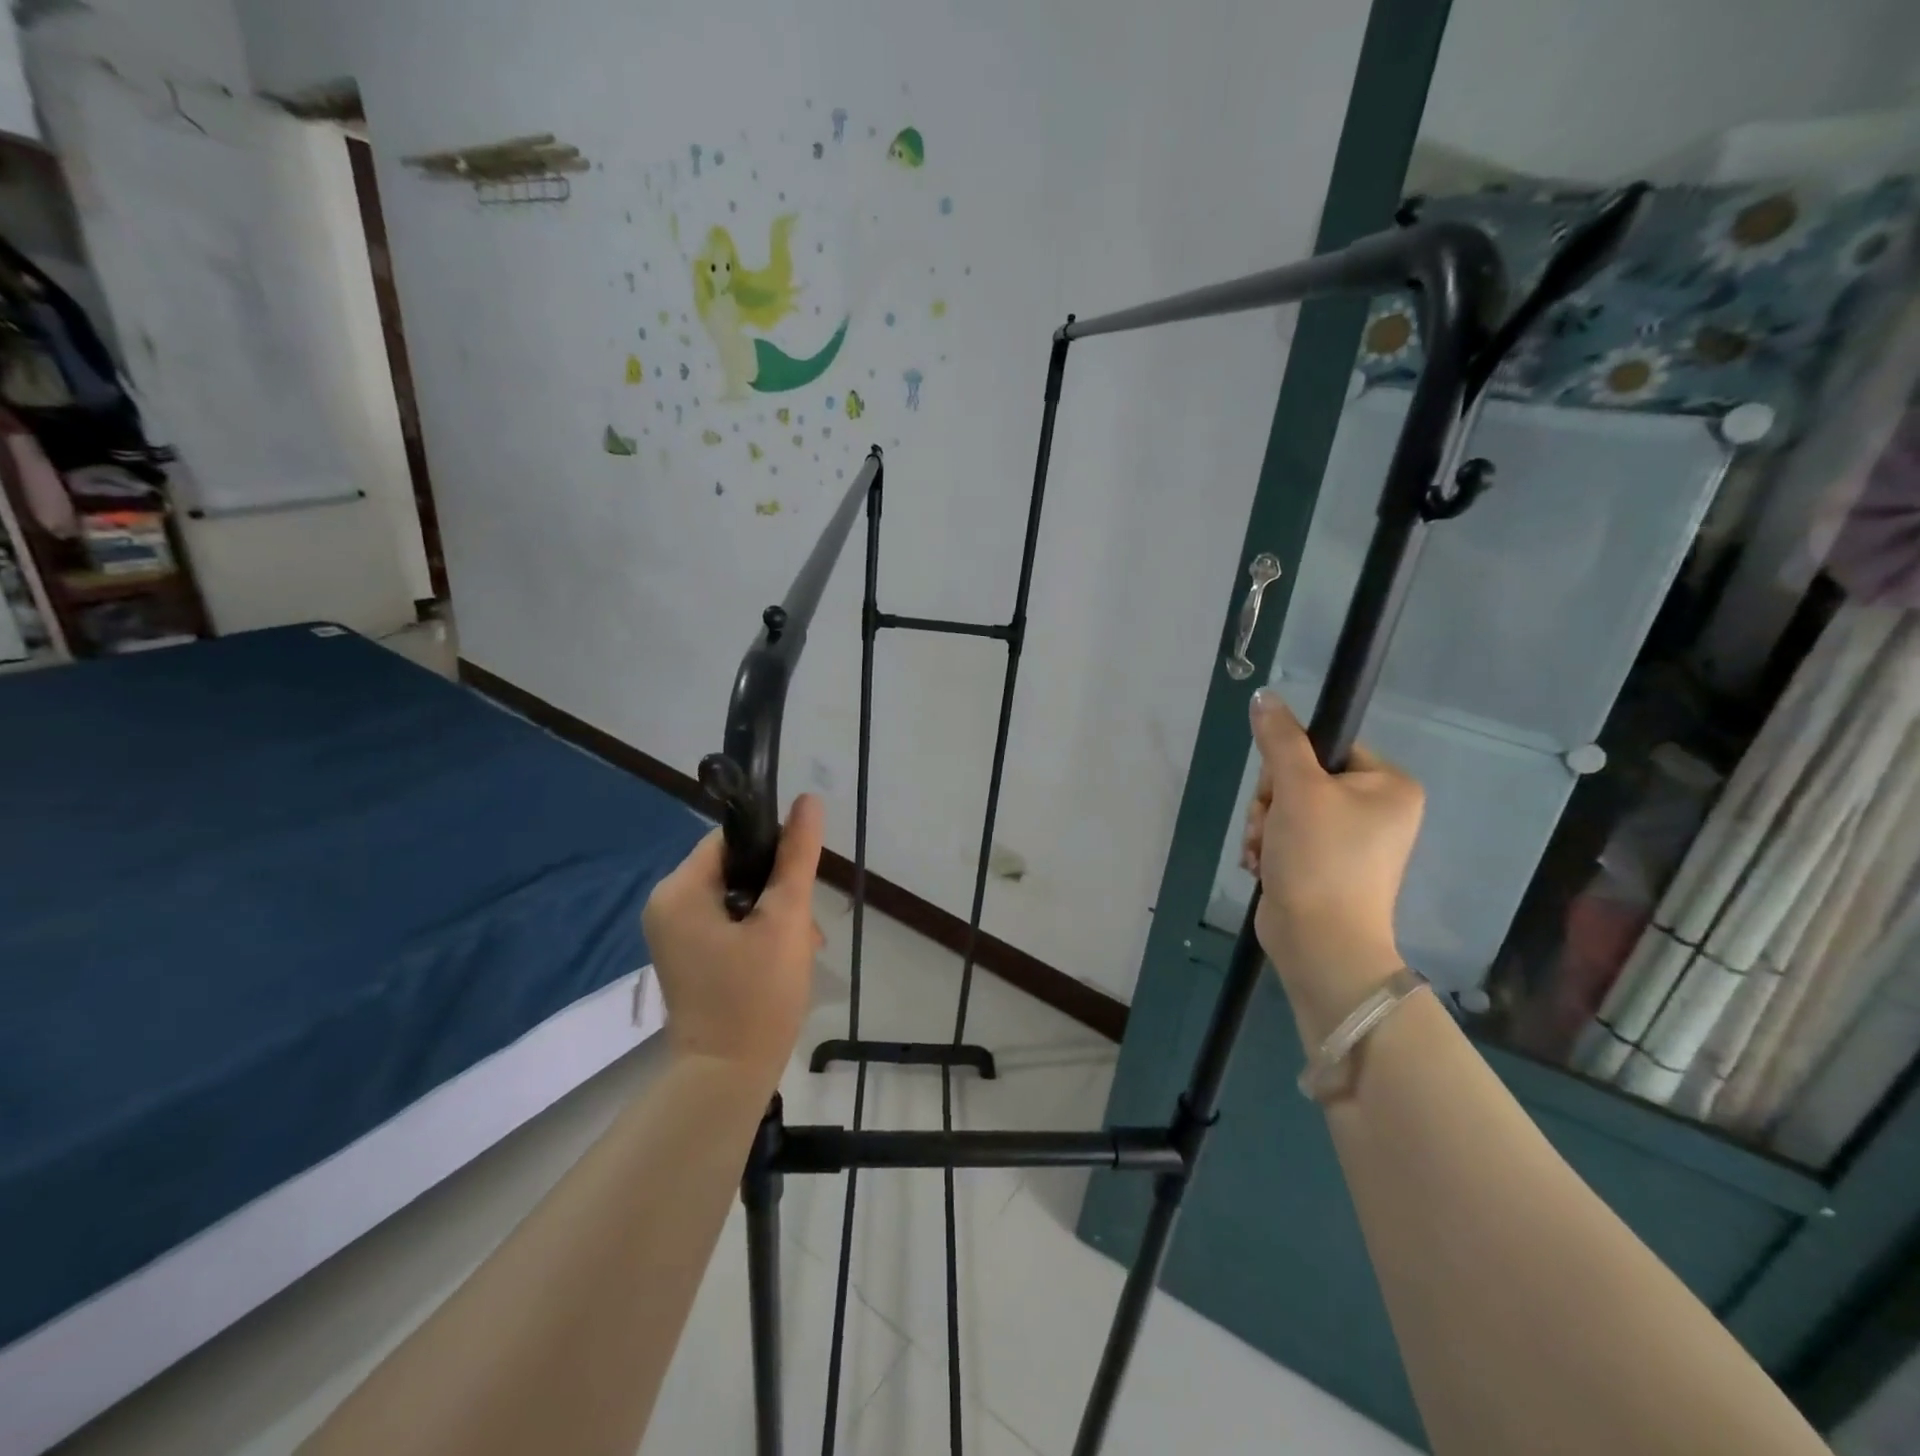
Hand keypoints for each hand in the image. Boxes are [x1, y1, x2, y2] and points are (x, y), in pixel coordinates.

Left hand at [643, 795, 826, 1078]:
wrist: (727, 1077)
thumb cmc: (756, 994)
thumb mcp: (785, 919)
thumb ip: (797, 857)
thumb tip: (809, 801)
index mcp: (679, 890)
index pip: (730, 840)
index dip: (772, 850)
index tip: (801, 880)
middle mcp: (667, 905)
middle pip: (735, 869)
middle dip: (778, 891)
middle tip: (804, 926)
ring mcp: (674, 933)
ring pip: (736, 897)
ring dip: (774, 913)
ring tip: (801, 946)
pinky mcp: (688, 956)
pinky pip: (728, 923)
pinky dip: (758, 932)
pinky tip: (784, 956)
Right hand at [1241, 689, 1423, 1023]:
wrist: (1319, 943)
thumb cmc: (1320, 859)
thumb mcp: (1297, 790)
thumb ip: (1279, 739)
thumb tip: (1263, 695)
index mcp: (1388, 785)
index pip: (1326, 747)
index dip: (1291, 765)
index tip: (1281, 792)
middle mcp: (1376, 810)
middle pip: (1300, 778)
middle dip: (1272, 804)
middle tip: (1271, 828)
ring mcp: (1350, 840)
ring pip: (1285, 807)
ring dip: (1264, 827)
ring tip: (1266, 853)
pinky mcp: (1324, 864)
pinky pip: (1286, 835)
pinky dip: (1268, 848)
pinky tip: (1264, 866)